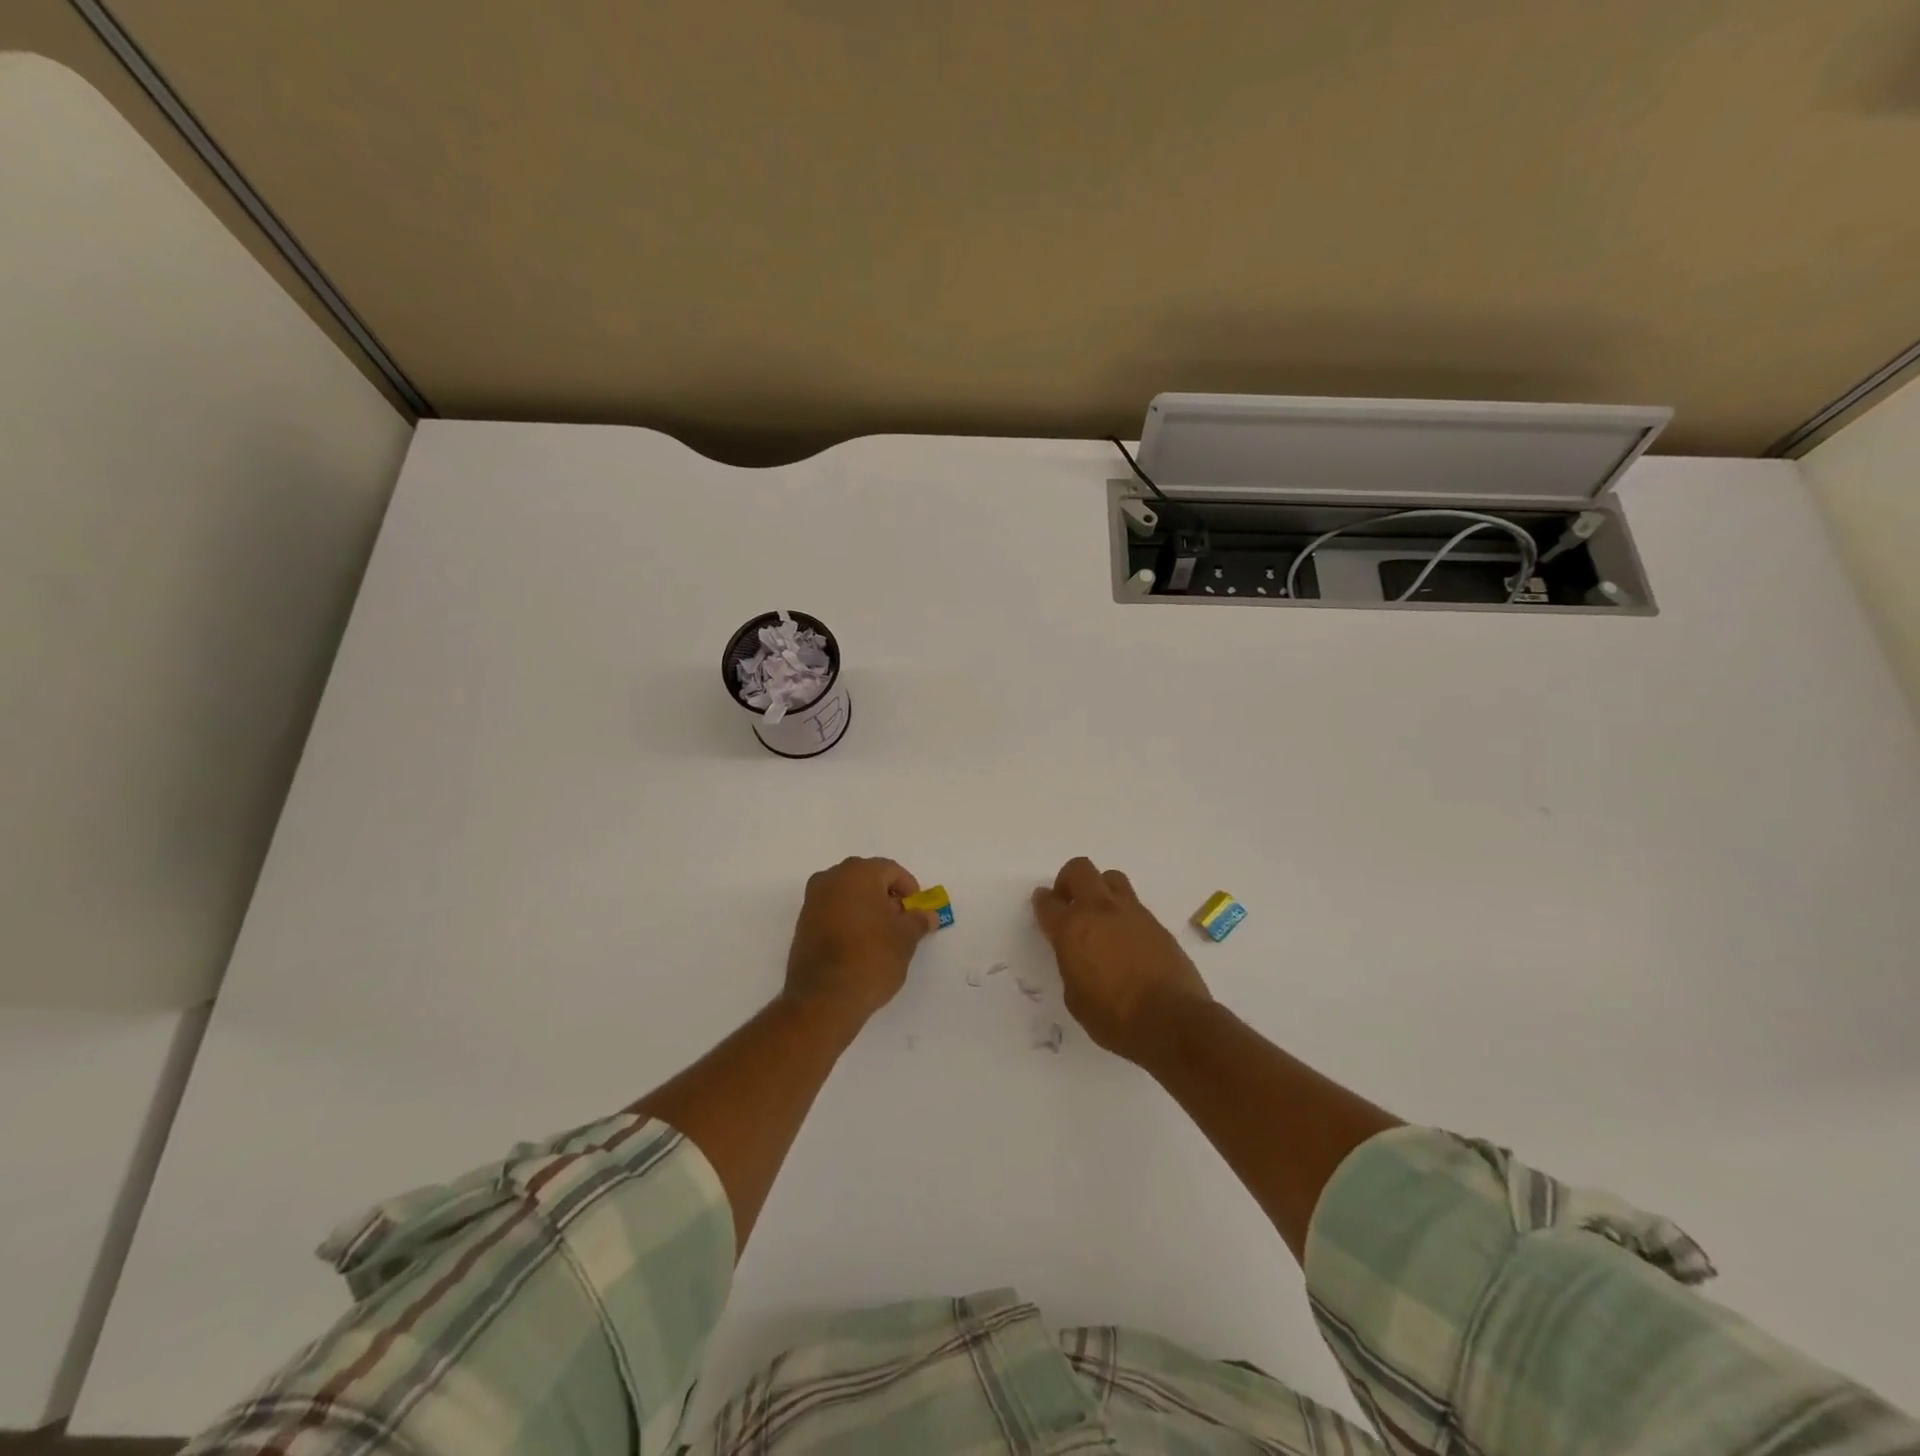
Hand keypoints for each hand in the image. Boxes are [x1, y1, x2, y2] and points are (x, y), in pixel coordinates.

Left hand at [785, 857, 939, 1022]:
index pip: (891, 871)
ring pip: (848, 895)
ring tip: (882, 937)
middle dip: (887, 898)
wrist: (823, 999)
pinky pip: (833, 912)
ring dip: (867, 909)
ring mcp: (812, 901)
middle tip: (901, 923)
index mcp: (858, 873)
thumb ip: (918, 920)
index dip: (909, 890)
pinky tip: (860, 945)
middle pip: (867, 879)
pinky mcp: (802, 924)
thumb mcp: (905, 939)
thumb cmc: (871, 958)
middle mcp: (831, 878)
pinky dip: (849, 921)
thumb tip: (927, 915)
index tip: (917, 912)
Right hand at [1032, 857, 1211, 1063]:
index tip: (1043, 904)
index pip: (1048, 903)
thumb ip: (1071, 965)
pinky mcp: (1156, 923)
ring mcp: (1132, 913)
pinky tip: (1125, 938)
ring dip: (1099, 889)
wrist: (1172, 1020)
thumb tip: (1078, 955)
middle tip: (1068, 902)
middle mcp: (1100, 911)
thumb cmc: (1115, 1018)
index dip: (1042, 902)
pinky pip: (1134, 904)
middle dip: (1068, 880)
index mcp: (1072, 930)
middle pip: (1079, 870)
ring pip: (1111, 878)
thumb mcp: (1075, 997)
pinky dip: (1123, 913)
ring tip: (1099, 915)